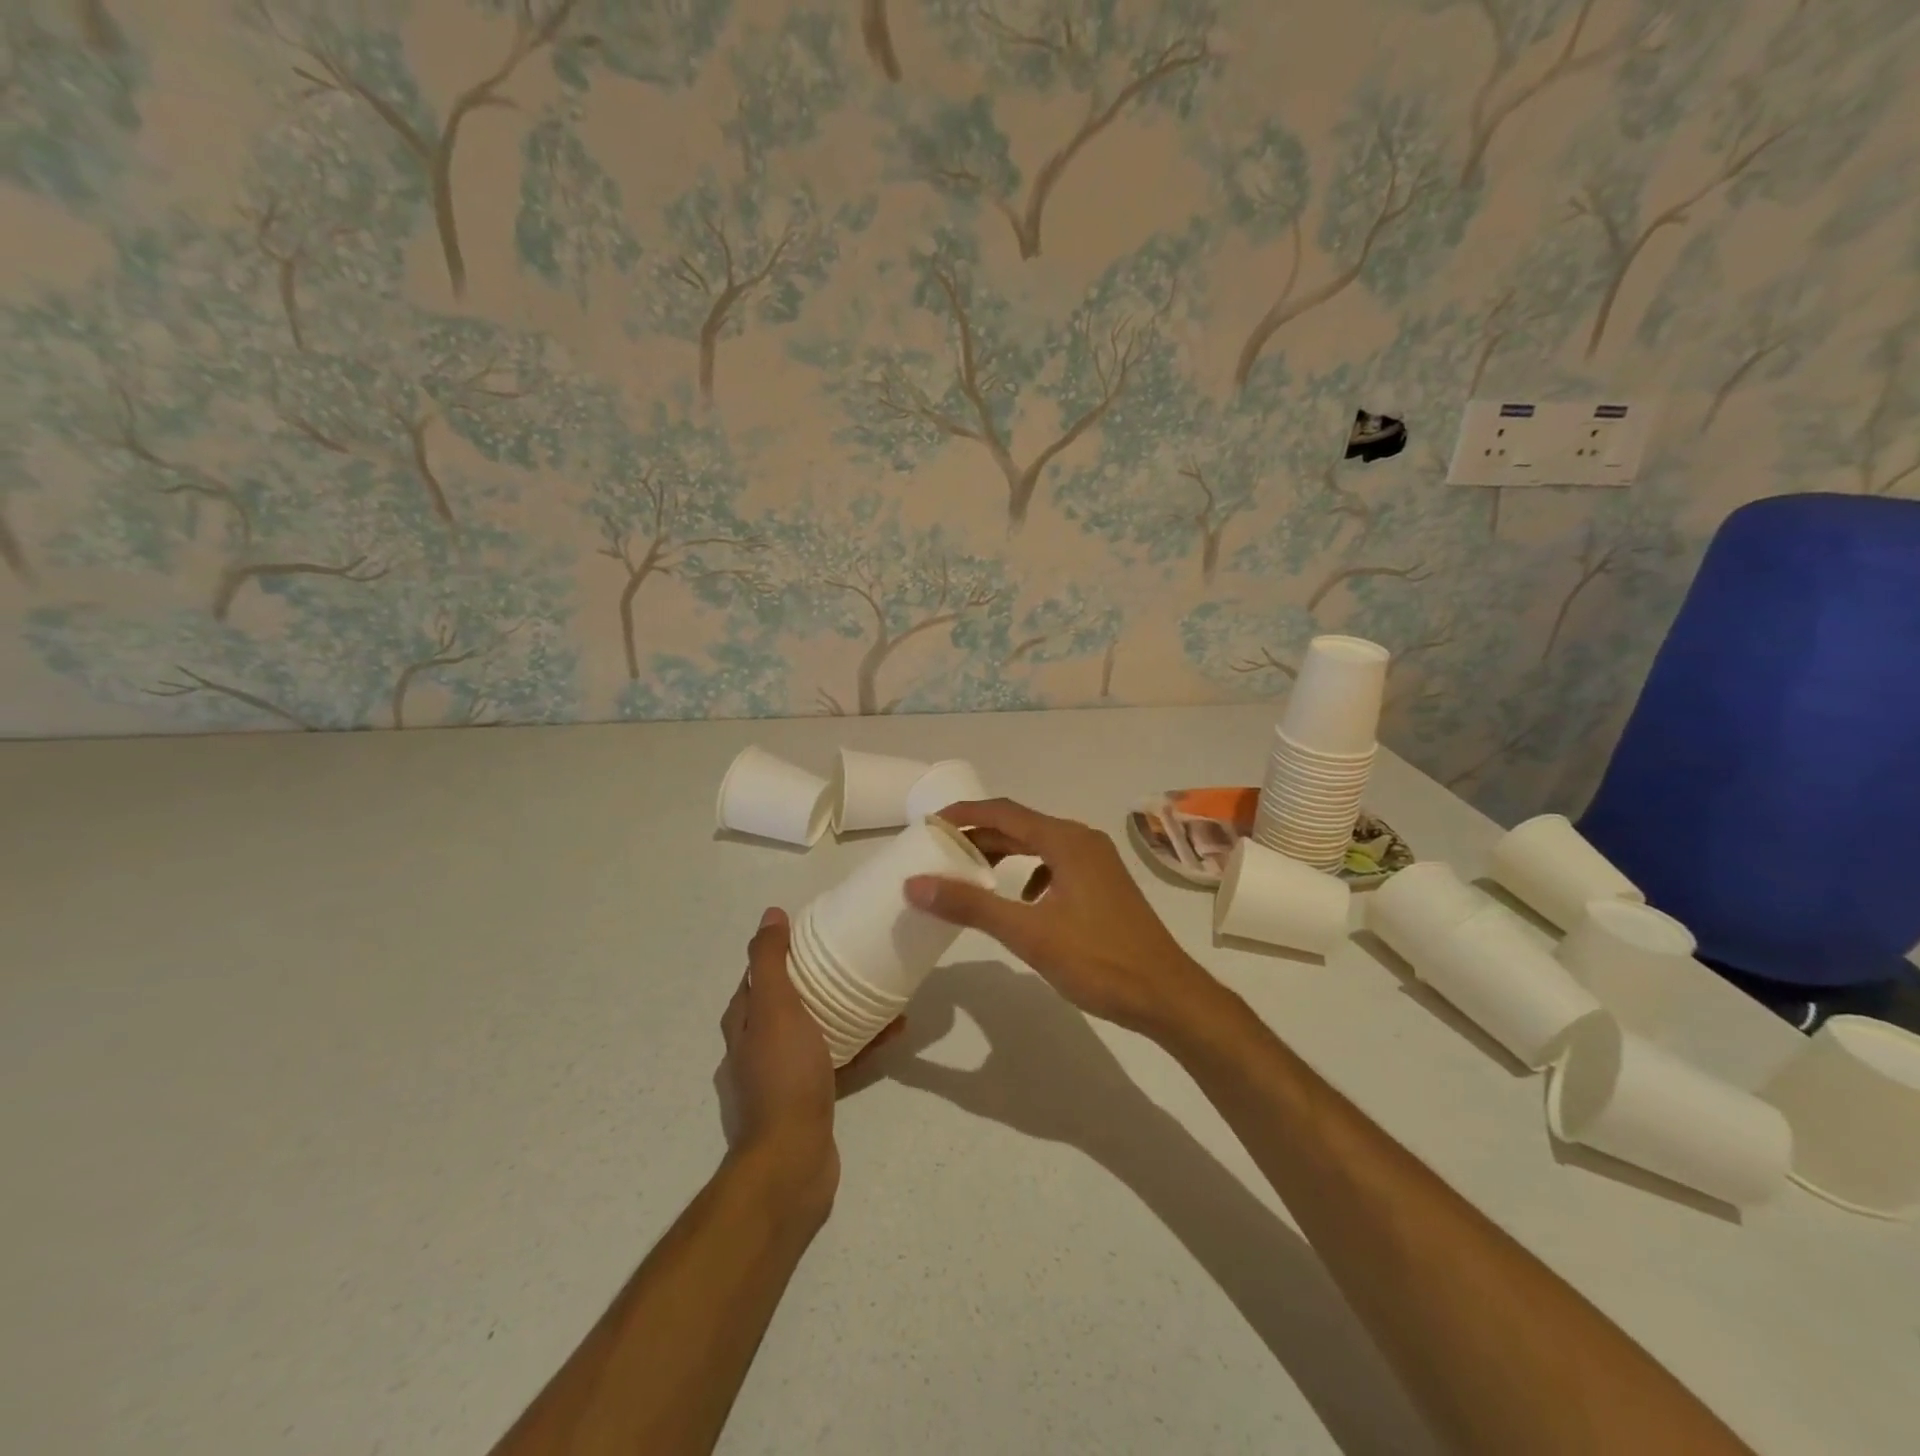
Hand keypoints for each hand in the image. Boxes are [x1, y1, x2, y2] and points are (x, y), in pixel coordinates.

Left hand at [718, 908, 900, 1220]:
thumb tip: (771, 914)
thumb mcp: (775, 1008)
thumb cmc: (783, 1076)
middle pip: (789, 1001)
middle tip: (854, 959)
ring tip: (881, 992)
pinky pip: (839, 1058)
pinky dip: (861, 1043)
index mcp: (743, 1023)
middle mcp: (756, 1047)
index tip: (818, 932)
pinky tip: (893, 1031)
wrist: (792, 1160)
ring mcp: (783, 1076)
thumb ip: (769, 961)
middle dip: (819, 979)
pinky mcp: (810, 1098)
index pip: (759, 974)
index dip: (785, 950)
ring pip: (817, 1029)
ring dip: (845, 1010)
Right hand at [905, 799, 1219, 1037]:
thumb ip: (971, 906)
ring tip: (969, 873)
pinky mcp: (1102, 884)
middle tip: (939, 851)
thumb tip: (915, 884)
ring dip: (1002, 854)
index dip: (963, 813)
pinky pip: (1054, 865)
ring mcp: (1096, 862)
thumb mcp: (1028, 934)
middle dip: (978, 835)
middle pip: (1020, 826)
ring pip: (1037, 846)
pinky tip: (1020, 901)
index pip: (1003, 812)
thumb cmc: (1098, 961)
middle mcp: (1082, 840)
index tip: (928, 824)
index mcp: (1066, 841)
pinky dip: (1027, 873)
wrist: (1166, 995)